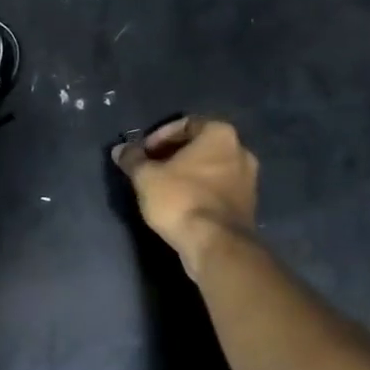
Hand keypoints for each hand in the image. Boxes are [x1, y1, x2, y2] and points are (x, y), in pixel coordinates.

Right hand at [111, 116, 258, 266]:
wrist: (216, 245)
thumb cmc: (181, 199)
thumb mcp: (146, 177)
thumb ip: (133, 159)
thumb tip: (120, 149)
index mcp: (220, 134)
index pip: (185, 124)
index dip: (159, 137)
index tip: (143, 153)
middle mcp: (240, 151)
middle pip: (200, 145)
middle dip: (173, 155)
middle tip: (151, 168)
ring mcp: (249, 179)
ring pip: (211, 168)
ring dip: (188, 174)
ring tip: (163, 188)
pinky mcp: (248, 206)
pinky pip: (219, 189)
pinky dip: (201, 191)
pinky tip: (181, 204)